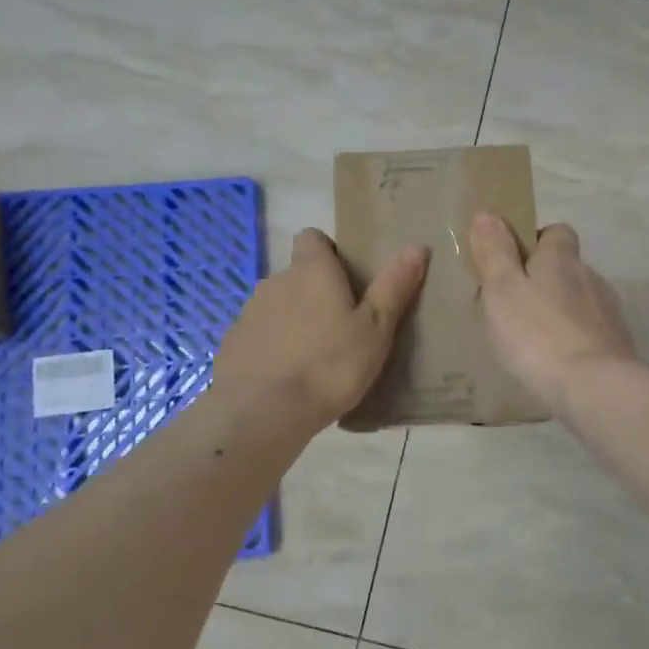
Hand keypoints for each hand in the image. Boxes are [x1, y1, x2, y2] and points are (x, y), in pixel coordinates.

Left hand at [214, 228, 427, 431]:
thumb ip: (393, 287)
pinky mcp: (232, 343)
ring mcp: (249, 312)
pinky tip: (287, 377)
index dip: (328, 251)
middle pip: (297, 274)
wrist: (262, 411)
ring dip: (293, 320)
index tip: (347, 278)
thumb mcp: (375, 329)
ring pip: (277, 305)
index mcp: (311, 270)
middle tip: (341, 326)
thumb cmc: (329, 365)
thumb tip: (416, 246)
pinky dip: (272, 347)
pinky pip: (259, 334)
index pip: (312, 237)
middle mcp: (276, 281)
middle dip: (315, 292)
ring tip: (315, 357)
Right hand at [468, 212, 634, 417]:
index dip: (538, 240)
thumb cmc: (537, 333)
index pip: (557, 232)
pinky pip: (591, 330)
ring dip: (562, 310)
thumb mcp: (502, 290)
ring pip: (581, 299)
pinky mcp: (618, 344)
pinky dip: (575, 337)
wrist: (594, 386)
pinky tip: (558, 359)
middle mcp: (590, 276)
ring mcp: (608, 311)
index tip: (515, 260)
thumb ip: (495, 252)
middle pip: (569, 267)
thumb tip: (487, 212)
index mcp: (561, 259)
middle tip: (516, 304)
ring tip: (535, 336)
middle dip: (547, 279)